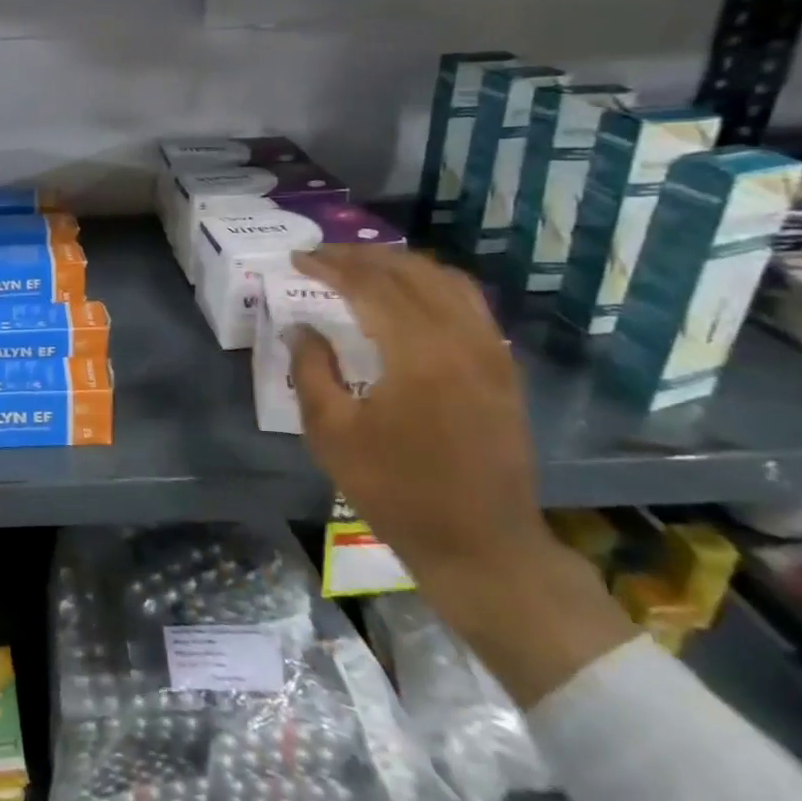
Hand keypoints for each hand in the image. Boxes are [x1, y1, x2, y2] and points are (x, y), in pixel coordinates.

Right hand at [287, 245, 546, 585]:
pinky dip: (432, 284)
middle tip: (322, 255)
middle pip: (409, 272)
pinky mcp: (503, 367)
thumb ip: (311, 369)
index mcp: (418, 353)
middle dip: (361, 257)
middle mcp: (461, 338)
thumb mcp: (332, 433)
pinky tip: (408, 295)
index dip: (330, 265)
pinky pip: (468, 302)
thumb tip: (299, 327)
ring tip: (361, 267)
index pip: (369, 285)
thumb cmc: (396, 490)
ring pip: (446, 279)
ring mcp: (490, 350)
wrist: (481, 545)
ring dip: (399, 265)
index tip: (298, 258)